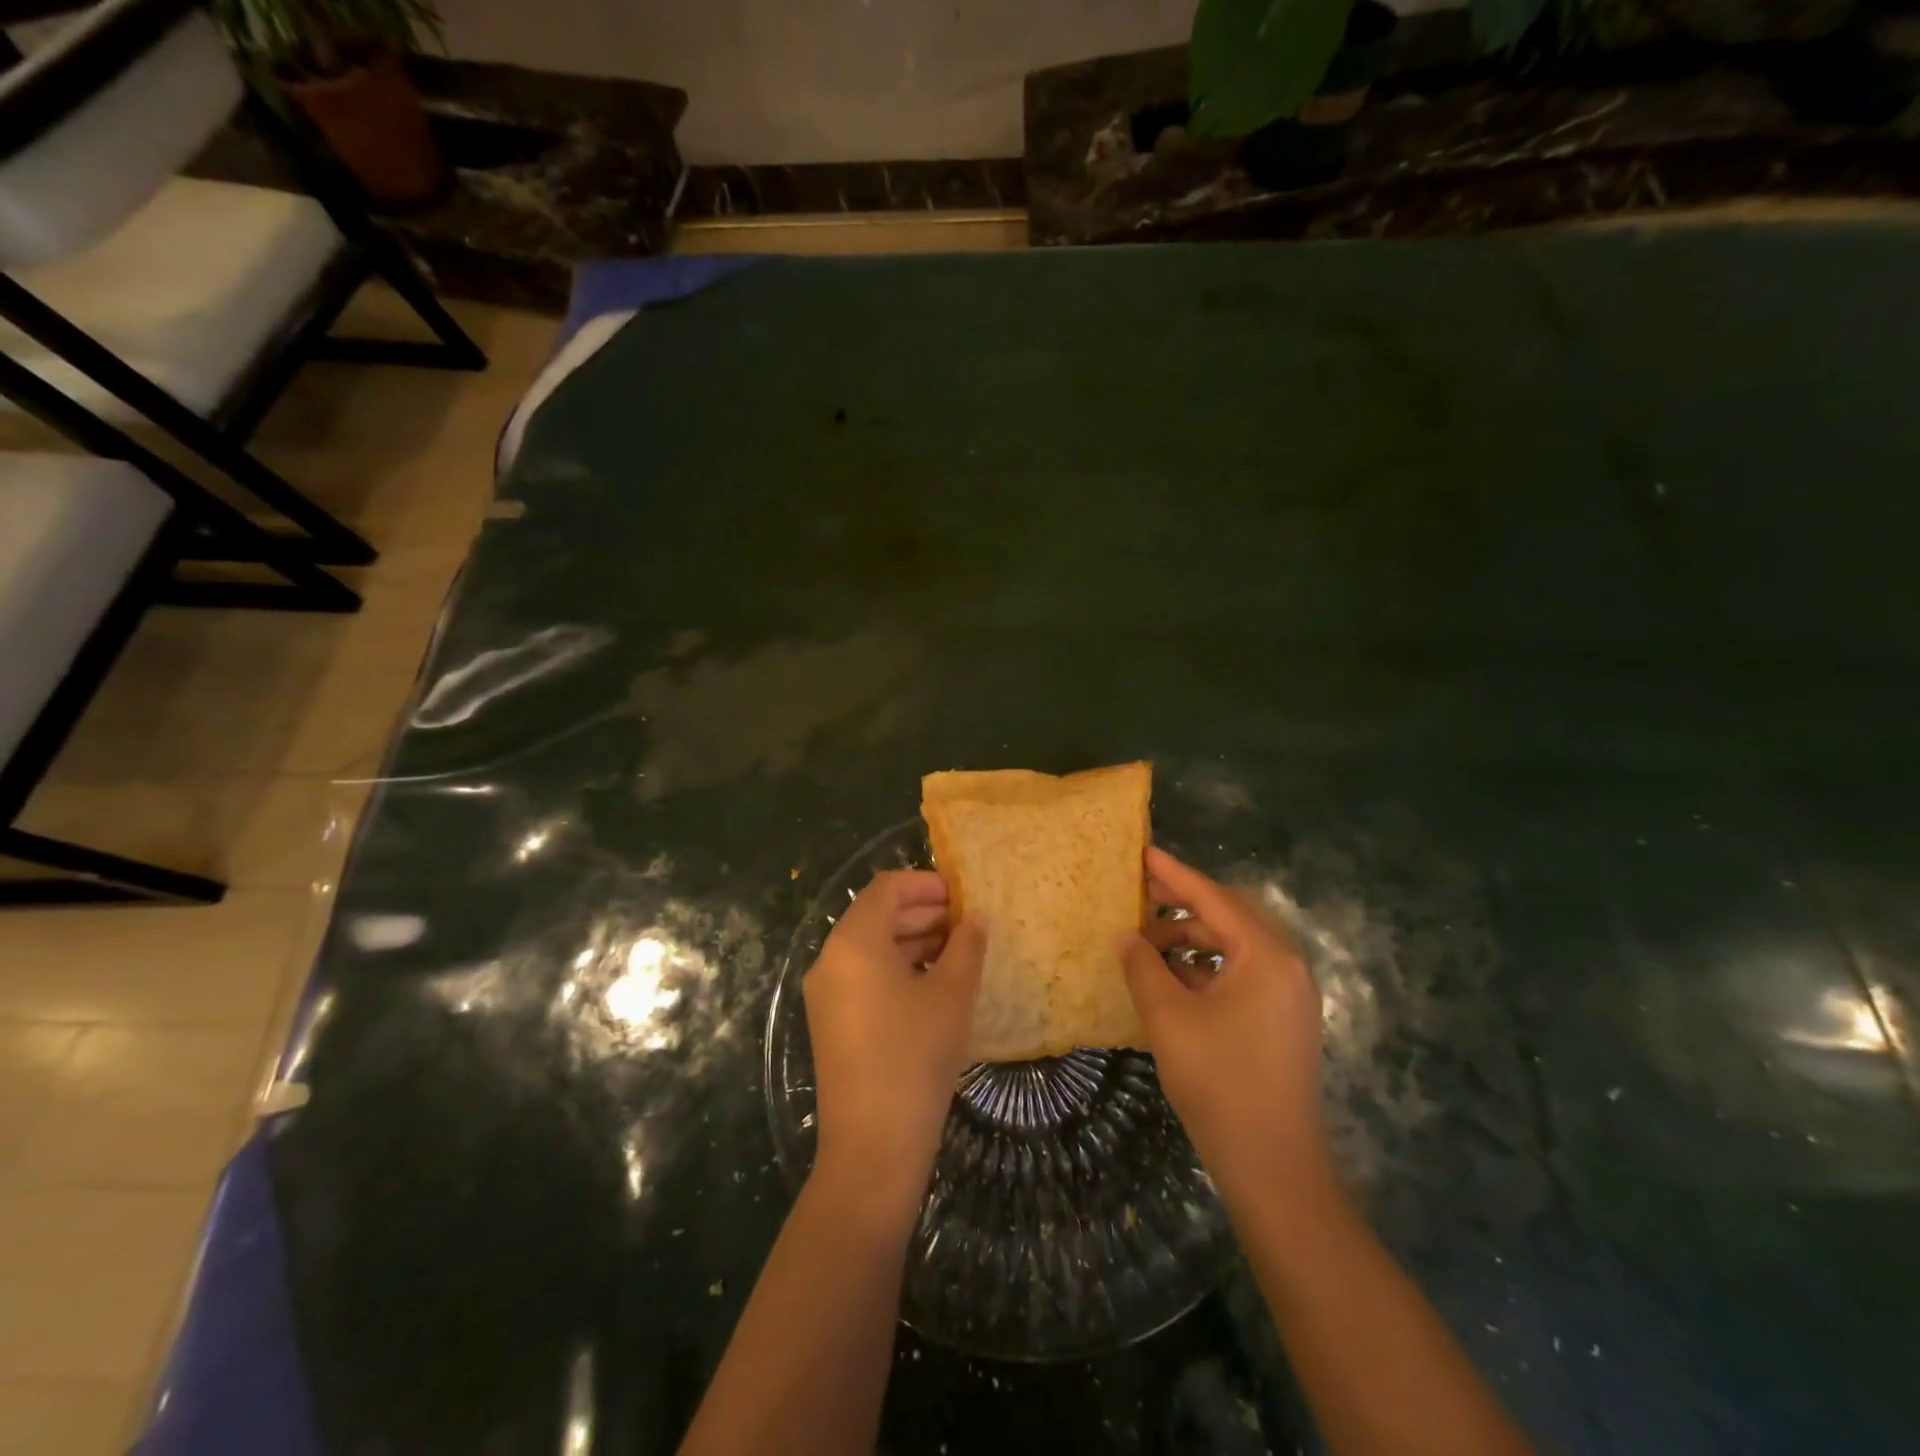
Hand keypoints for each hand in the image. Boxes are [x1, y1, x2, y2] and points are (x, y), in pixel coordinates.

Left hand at [803, 871, 985, 1218]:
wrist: (872, 1147)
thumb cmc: (915, 1056)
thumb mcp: (951, 995)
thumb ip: (966, 946)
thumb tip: (974, 919)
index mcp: (853, 941)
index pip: (886, 888)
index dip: (926, 883)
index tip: (962, 897)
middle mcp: (831, 959)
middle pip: (876, 915)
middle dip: (922, 913)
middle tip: (966, 925)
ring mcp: (826, 993)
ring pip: (871, 947)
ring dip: (912, 941)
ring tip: (957, 953)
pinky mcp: (831, 1022)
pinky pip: (864, 976)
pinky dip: (897, 968)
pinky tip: (932, 985)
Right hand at [1118, 847, 1330, 1200]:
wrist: (1273, 1165)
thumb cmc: (1220, 1082)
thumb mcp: (1169, 1018)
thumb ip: (1142, 967)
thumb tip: (1124, 935)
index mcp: (1266, 956)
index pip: (1213, 898)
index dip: (1174, 875)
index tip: (1142, 852)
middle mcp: (1287, 964)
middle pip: (1230, 915)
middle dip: (1182, 904)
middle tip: (1139, 895)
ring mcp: (1289, 993)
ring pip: (1235, 945)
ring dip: (1192, 937)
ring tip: (1147, 944)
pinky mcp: (1283, 1017)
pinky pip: (1242, 971)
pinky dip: (1206, 965)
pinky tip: (1173, 977)